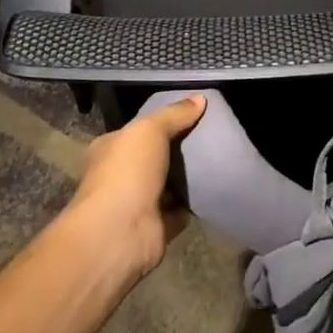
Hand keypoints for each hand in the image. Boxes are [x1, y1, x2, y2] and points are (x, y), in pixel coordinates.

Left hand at [61, 93, 205, 279]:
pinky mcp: (158, 225)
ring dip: (190, 175)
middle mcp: (122, 174)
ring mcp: (139, 201)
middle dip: (181, 147)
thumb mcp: (149, 130)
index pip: (140, 129)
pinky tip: (217, 185)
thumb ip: (174, 114)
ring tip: (221, 156)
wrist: (119, 234)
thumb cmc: (126, 173)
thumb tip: (201, 98)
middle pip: (157, 155)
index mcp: (112, 147)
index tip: (194, 112)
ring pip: (171, 182)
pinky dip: (196, 201)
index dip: (164, 120)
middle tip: (213, 133)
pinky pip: (182, 207)